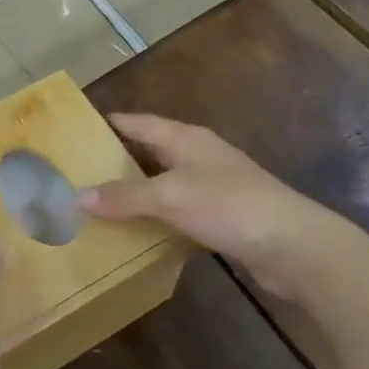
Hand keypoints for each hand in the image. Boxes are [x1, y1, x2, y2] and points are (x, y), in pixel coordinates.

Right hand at [79, 113, 332, 300]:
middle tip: (78, 174)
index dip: (109, 124)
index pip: (139, 123)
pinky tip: (138, 233)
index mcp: (186, 138)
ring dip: (137, 192)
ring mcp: (213, 185)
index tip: (76, 131)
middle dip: (117, 160)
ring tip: (98, 205)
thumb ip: (125, 195)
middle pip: (150, 151)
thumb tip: (77, 196)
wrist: (292, 245)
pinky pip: (179, 210)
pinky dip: (158, 218)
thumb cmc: (228, 205)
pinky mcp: (223, 216)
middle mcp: (198, 155)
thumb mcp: (169, 196)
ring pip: (164, 183)